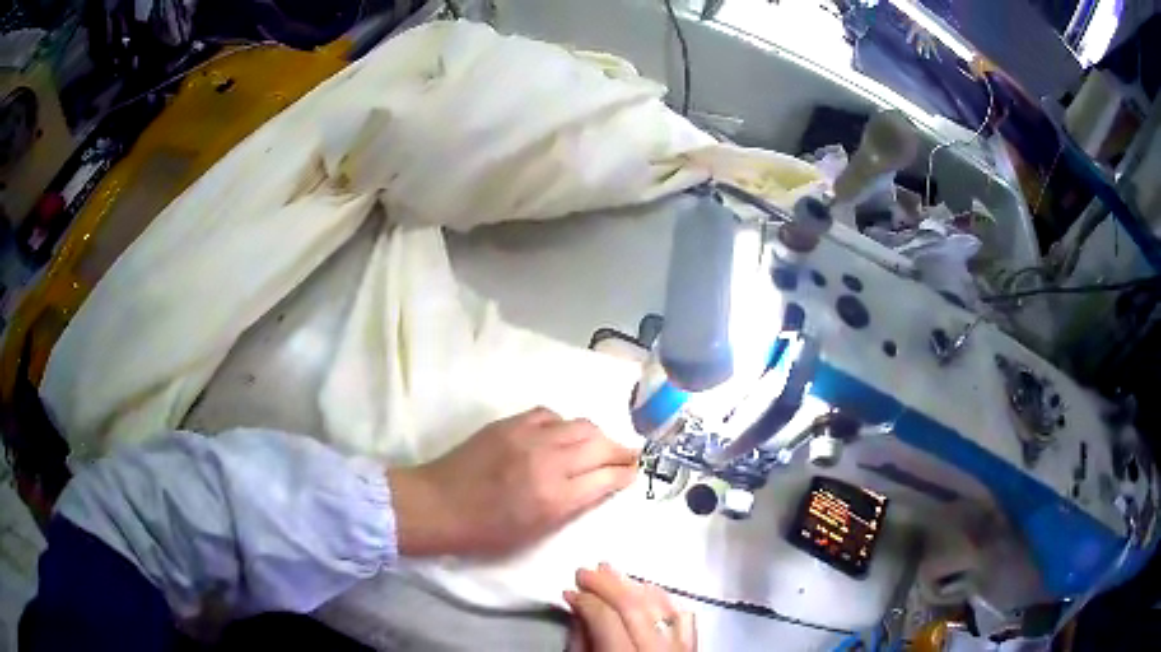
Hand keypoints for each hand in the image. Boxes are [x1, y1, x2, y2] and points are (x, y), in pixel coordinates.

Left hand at [387, 407, 638, 556]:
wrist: (438, 504)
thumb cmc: (486, 531)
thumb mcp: (536, 531)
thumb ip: (572, 505)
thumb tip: (599, 485)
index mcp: (555, 498)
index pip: (607, 476)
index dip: (625, 472)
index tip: (633, 471)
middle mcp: (548, 462)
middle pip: (600, 443)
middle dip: (620, 449)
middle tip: (626, 455)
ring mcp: (528, 437)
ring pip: (579, 424)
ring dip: (596, 434)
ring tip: (597, 444)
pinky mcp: (509, 423)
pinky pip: (550, 415)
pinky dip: (564, 424)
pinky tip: (560, 434)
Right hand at [565, 564, 695, 651]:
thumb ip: (582, 643)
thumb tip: (578, 613)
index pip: (606, 618)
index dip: (586, 600)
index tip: (571, 591)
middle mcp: (659, 650)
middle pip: (636, 606)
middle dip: (608, 585)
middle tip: (586, 571)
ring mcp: (682, 647)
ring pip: (662, 606)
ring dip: (635, 585)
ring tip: (612, 572)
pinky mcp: (693, 646)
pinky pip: (683, 616)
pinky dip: (663, 598)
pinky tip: (647, 588)